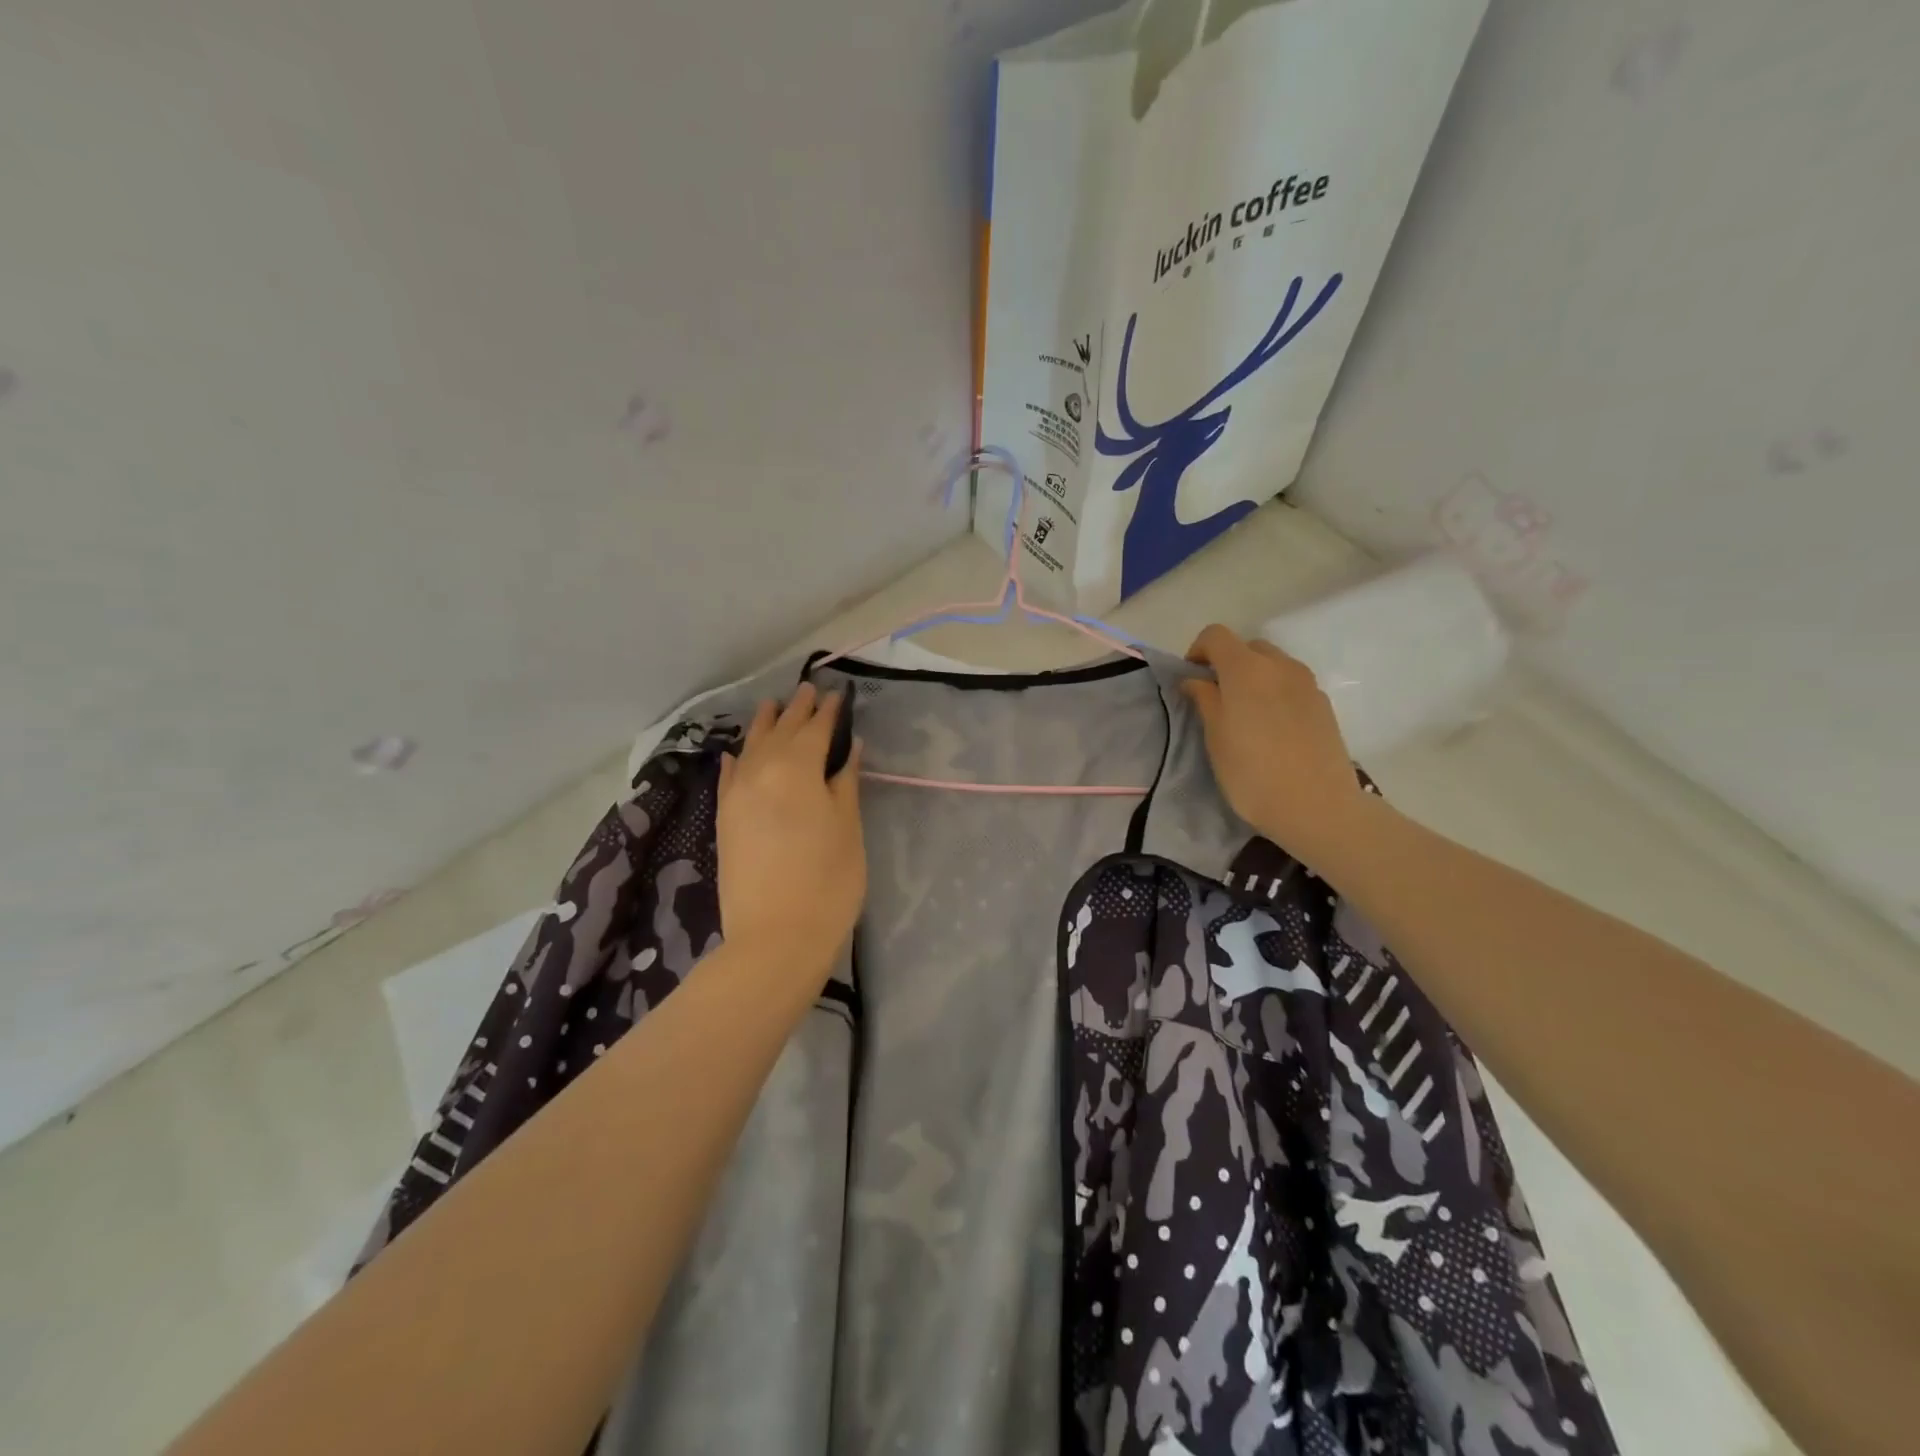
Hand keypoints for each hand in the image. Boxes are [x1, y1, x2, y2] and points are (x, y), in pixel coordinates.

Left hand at [714, 684, 866, 980]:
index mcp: (797, 768)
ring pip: (750, 748)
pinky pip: (728, 777)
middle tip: (806, 689)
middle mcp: (761, 771)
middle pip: (780, 731)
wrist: (775, 937)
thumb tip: (849, 747)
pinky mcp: (724, 819)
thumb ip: (846, 781)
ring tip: (771, 705)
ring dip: (763, 725)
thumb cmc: (828, 880)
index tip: (836, 694)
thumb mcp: (848, 827)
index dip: (828, 711)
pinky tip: (736, 753)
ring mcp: (737, 795)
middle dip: (795, 710)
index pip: (815, 729)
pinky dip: (736, 760)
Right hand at [1181, 624, 1365, 863]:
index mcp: (1246, 668)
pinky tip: (1272, 729)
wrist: (1317, 806)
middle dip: (1227, 664)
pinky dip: (1275, 694)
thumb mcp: (1215, 737)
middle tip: (1216, 699)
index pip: (1216, 635)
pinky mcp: (1323, 704)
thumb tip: (1195, 680)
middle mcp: (1280, 665)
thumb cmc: (1252, 772)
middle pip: (1247, 647)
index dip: (1198, 651)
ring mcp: (1307, 683)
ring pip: (1273, 666)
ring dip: (1254, 679)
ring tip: (1246, 716)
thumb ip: (1204, 699)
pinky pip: (1292, 685)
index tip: (1191, 680)